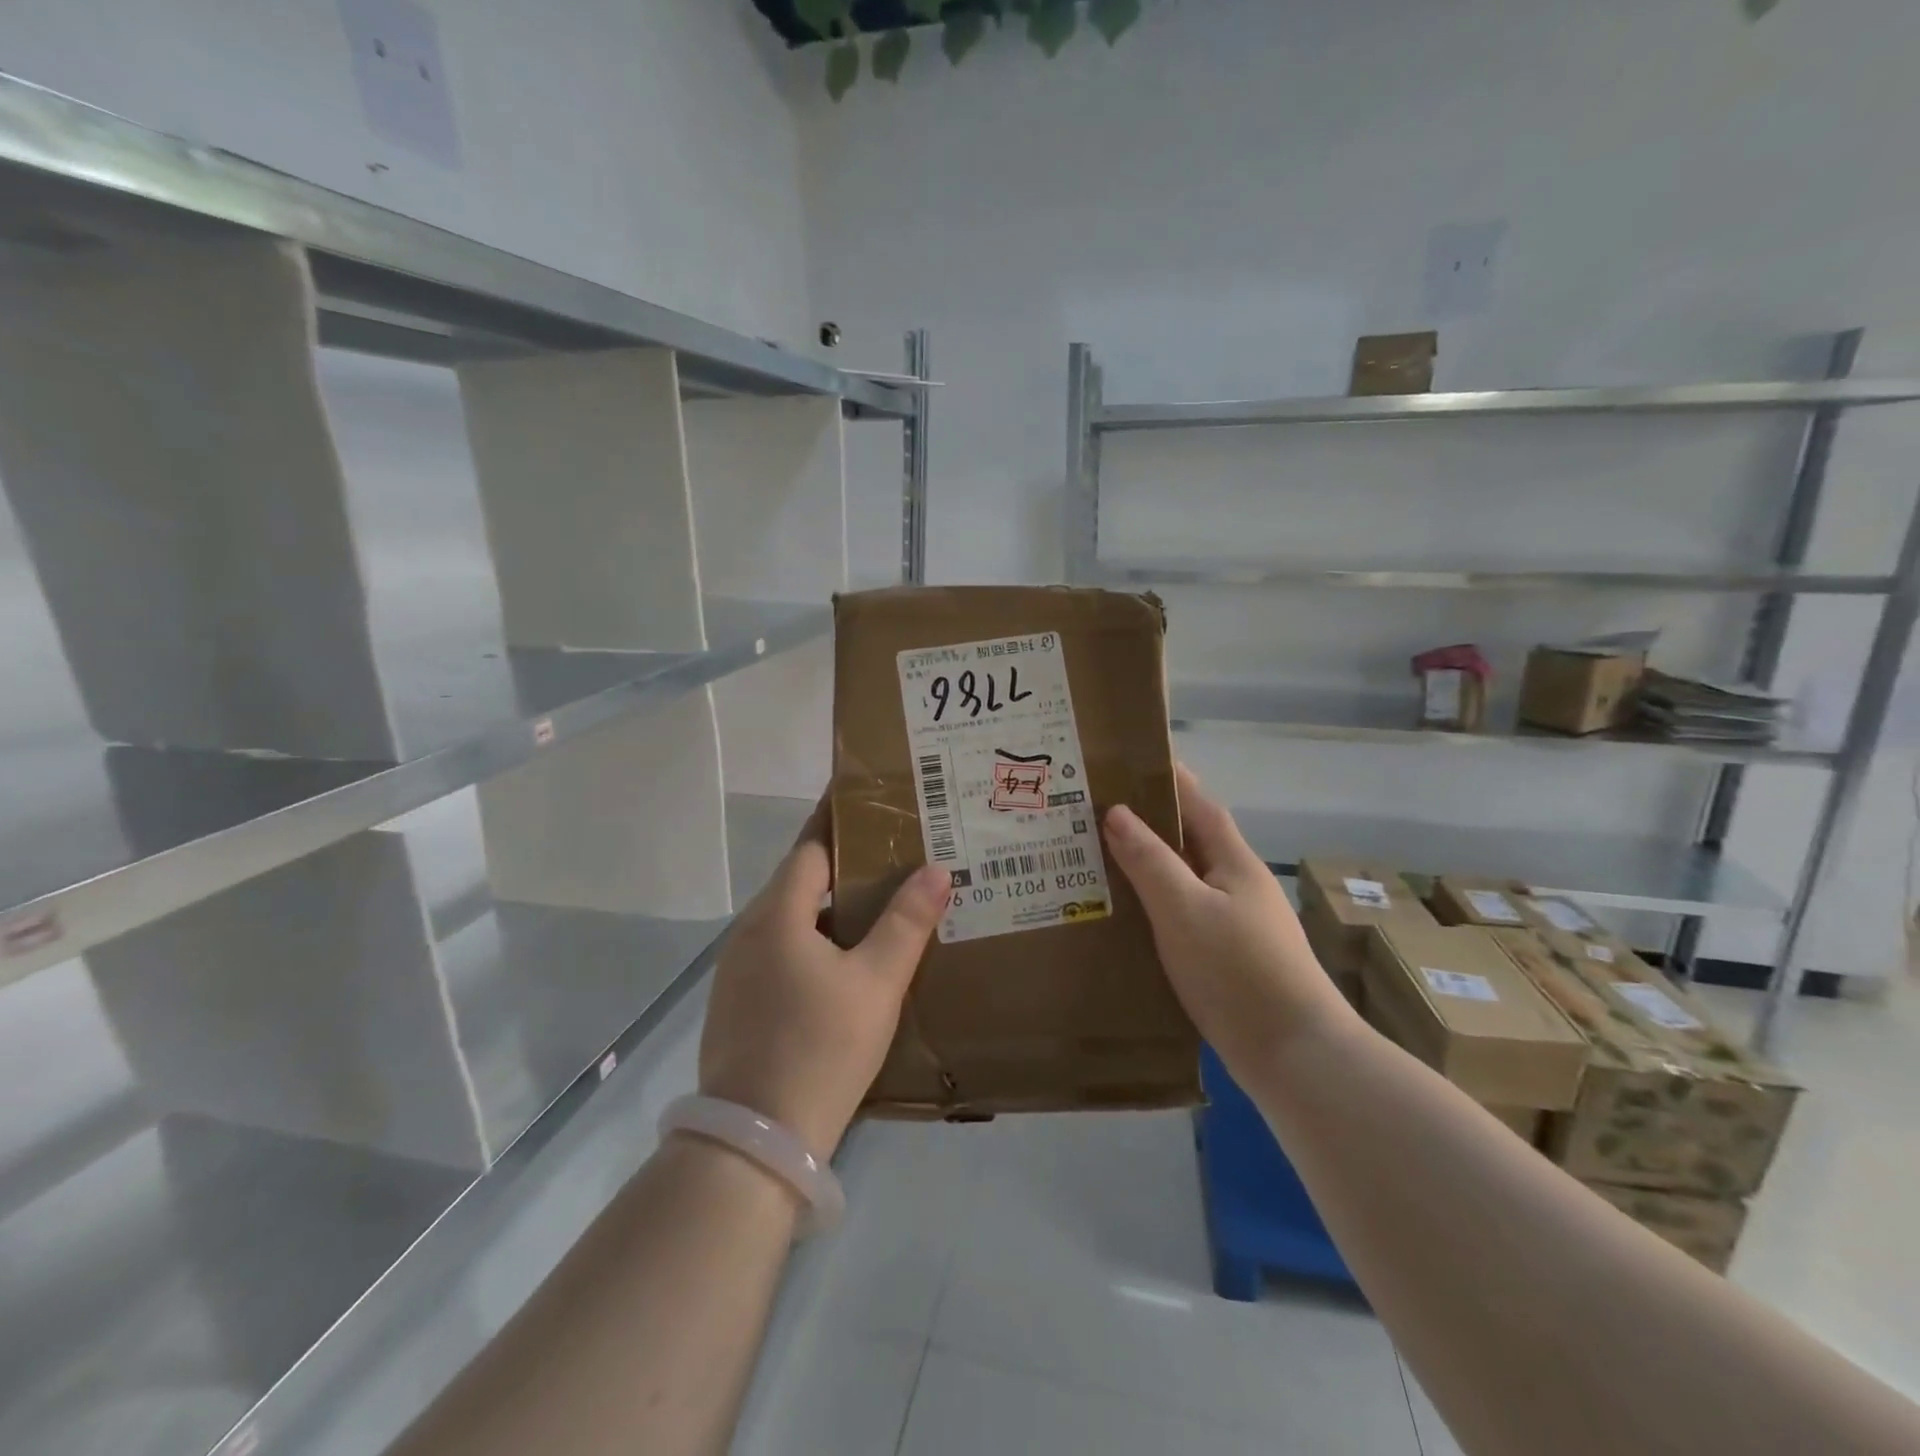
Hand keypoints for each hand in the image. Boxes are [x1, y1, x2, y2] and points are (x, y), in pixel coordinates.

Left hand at [699, 800, 949, 1160]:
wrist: (755, 1142)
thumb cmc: (820, 1048)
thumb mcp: (876, 982)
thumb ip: (906, 922)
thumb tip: (936, 869)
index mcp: (777, 914)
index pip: (811, 846)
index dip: (841, 819)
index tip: (873, 798)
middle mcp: (749, 932)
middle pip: (801, 879)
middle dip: (846, 863)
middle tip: (897, 854)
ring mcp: (738, 970)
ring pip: (793, 919)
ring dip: (833, 906)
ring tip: (883, 903)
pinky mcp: (740, 1003)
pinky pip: (783, 951)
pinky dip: (817, 941)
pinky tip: (850, 960)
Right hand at [1103, 765, 1354, 1074]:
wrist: (1296, 1056)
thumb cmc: (1238, 972)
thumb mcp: (1184, 910)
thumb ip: (1149, 861)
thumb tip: (1115, 812)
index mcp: (1234, 862)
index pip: (1199, 804)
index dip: (1170, 779)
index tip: (1132, 759)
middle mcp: (1239, 884)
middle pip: (1191, 839)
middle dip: (1149, 821)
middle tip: (1097, 812)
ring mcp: (1237, 922)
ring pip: (1186, 878)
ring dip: (1150, 864)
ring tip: (1101, 858)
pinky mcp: (1230, 957)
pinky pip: (1185, 912)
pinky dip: (1157, 903)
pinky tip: (1130, 916)